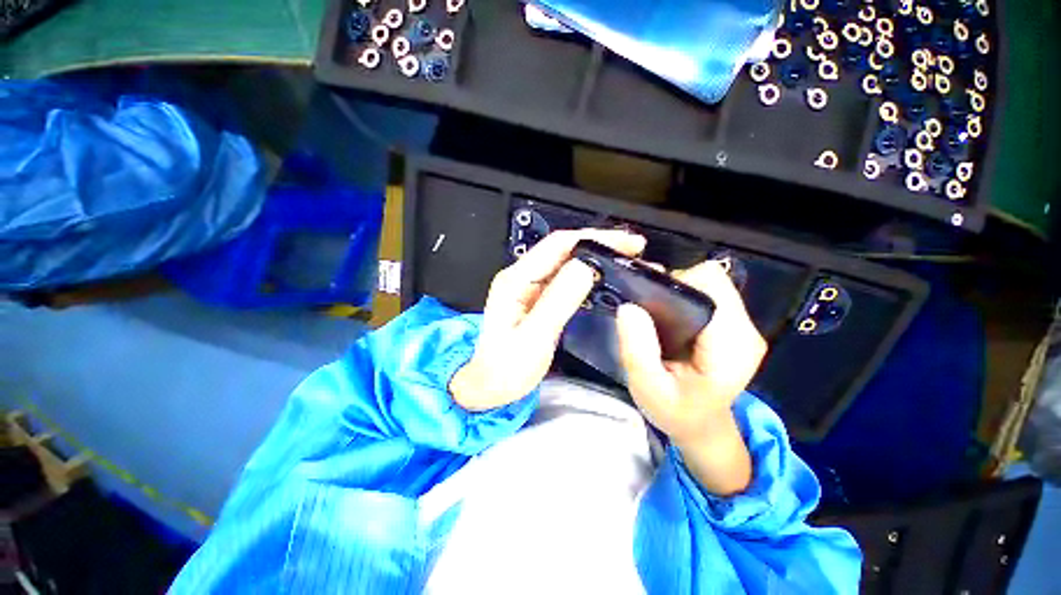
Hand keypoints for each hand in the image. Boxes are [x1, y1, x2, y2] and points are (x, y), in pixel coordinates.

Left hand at [450, 229, 646, 411]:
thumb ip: (557, 302)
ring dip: (595, 257)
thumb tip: (585, 268)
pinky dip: (587, 274)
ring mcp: (528, 286)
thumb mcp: (533, 338)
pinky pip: (564, 278)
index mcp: (516, 280)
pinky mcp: (536, 297)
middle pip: (563, 248)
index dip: (594, 238)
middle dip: (599, 244)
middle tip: (634, 250)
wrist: (488, 386)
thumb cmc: (505, 369)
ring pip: (566, 261)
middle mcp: (521, 276)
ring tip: (625, 260)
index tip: (626, 243)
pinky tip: (603, 278)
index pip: (558, 245)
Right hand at [616, 261, 766, 494]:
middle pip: (709, 280)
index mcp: (731, 345)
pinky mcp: (732, 325)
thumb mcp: (648, 389)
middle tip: (647, 310)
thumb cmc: (676, 412)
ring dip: (676, 293)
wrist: (702, 427)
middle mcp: (744, 329)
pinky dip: (682, 300)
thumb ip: (638, 350)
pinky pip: (706, 296)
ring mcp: (741, 326)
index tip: (649, 301)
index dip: (676, 282)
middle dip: (673, 287)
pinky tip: (668, 321)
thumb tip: (629, 306)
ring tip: (655, 318)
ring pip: (707, 285)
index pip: (711, 284)